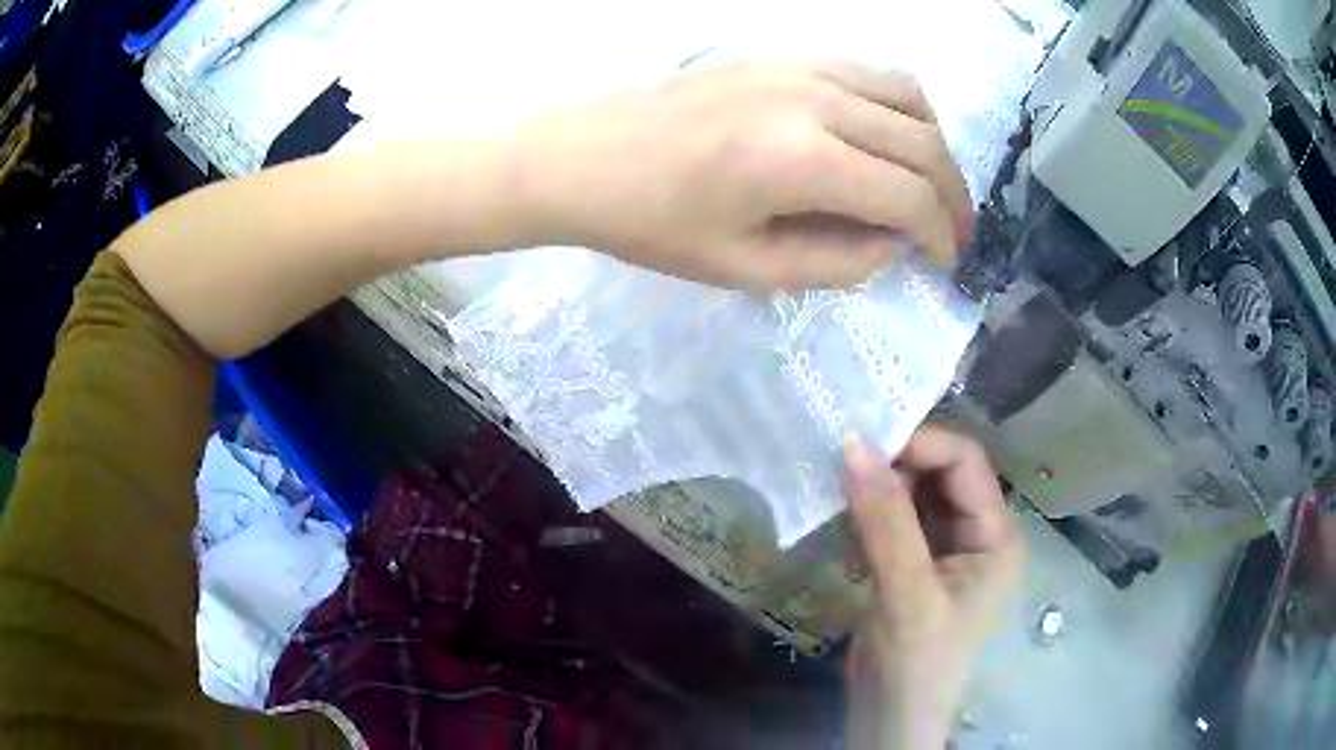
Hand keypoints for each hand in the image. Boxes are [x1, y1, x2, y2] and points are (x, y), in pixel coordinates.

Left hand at [510, 61, 971, 290]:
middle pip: (922, 143)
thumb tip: (892, 246)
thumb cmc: (650, 223)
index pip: (909, 196)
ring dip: (933, 145)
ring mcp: (800, 66)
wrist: (581, 156)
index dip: (940, 235)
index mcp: (802, 160)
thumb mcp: (745, 268)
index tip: (945, 262)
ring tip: (929, 187)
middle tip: (953, 233)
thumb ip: (835, 261)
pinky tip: (888, 137)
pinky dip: (898, 107)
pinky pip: (868, 72)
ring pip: (907, 96)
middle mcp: (816, 100)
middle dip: (952, 196)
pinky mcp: (783, 55)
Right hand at [842, 427, 1024, 749]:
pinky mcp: (916, 564)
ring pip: (915, 494)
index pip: (966, 464)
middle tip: (842, 459)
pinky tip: (842, 517)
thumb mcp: (907, 595)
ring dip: (878, 486)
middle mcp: (978, 534)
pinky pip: (895, 520)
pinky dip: (868, 512)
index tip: (862, 443)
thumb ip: (885, 521)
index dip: (919, 444)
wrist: (890, 721)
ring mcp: (947, 550)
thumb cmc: (915, 665)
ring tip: (836, 484)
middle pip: (941, 473)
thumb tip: (853, 443)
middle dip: (896, 462)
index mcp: (997, 536)